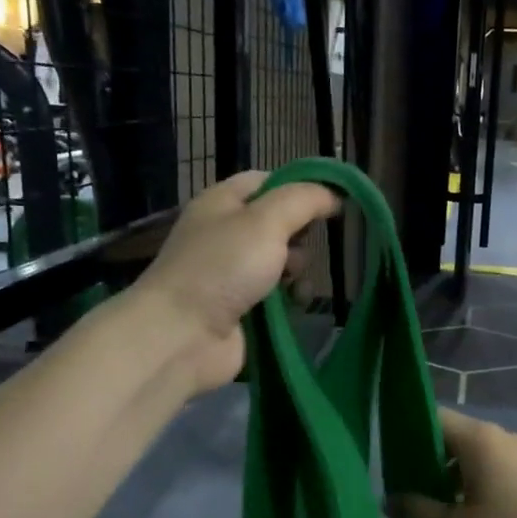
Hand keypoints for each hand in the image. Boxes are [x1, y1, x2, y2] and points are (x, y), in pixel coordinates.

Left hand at [131, 170, 339, 393]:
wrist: (183, 335)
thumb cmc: (223, 268)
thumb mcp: (267, 221)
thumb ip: (304, 201)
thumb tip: (333, 195)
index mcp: (221, 202)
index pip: (267, 182)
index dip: (299, 188)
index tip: (330, 203)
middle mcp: (225, 234)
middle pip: (278, 224)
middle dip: (300, 235)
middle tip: (301, 249)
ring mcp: (231, 274)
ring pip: (281, 261)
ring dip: (299, 270)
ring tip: (297, 282)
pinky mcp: (240, 308)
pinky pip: (276, 295)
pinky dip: (290, 297)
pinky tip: (296, 303)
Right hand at [388, 409, 516, 517]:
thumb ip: (420, 514)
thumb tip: (388, 502)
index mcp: (479, 438)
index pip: (433, 417)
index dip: (407, 434)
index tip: (389, 462)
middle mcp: (500, 436)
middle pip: (452, 437)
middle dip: (426, 462)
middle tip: (406, 493)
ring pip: (473, 456)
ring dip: (451, 477)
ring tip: (434, 510)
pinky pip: (493, 468)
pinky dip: (474, 484)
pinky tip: (469, 516)